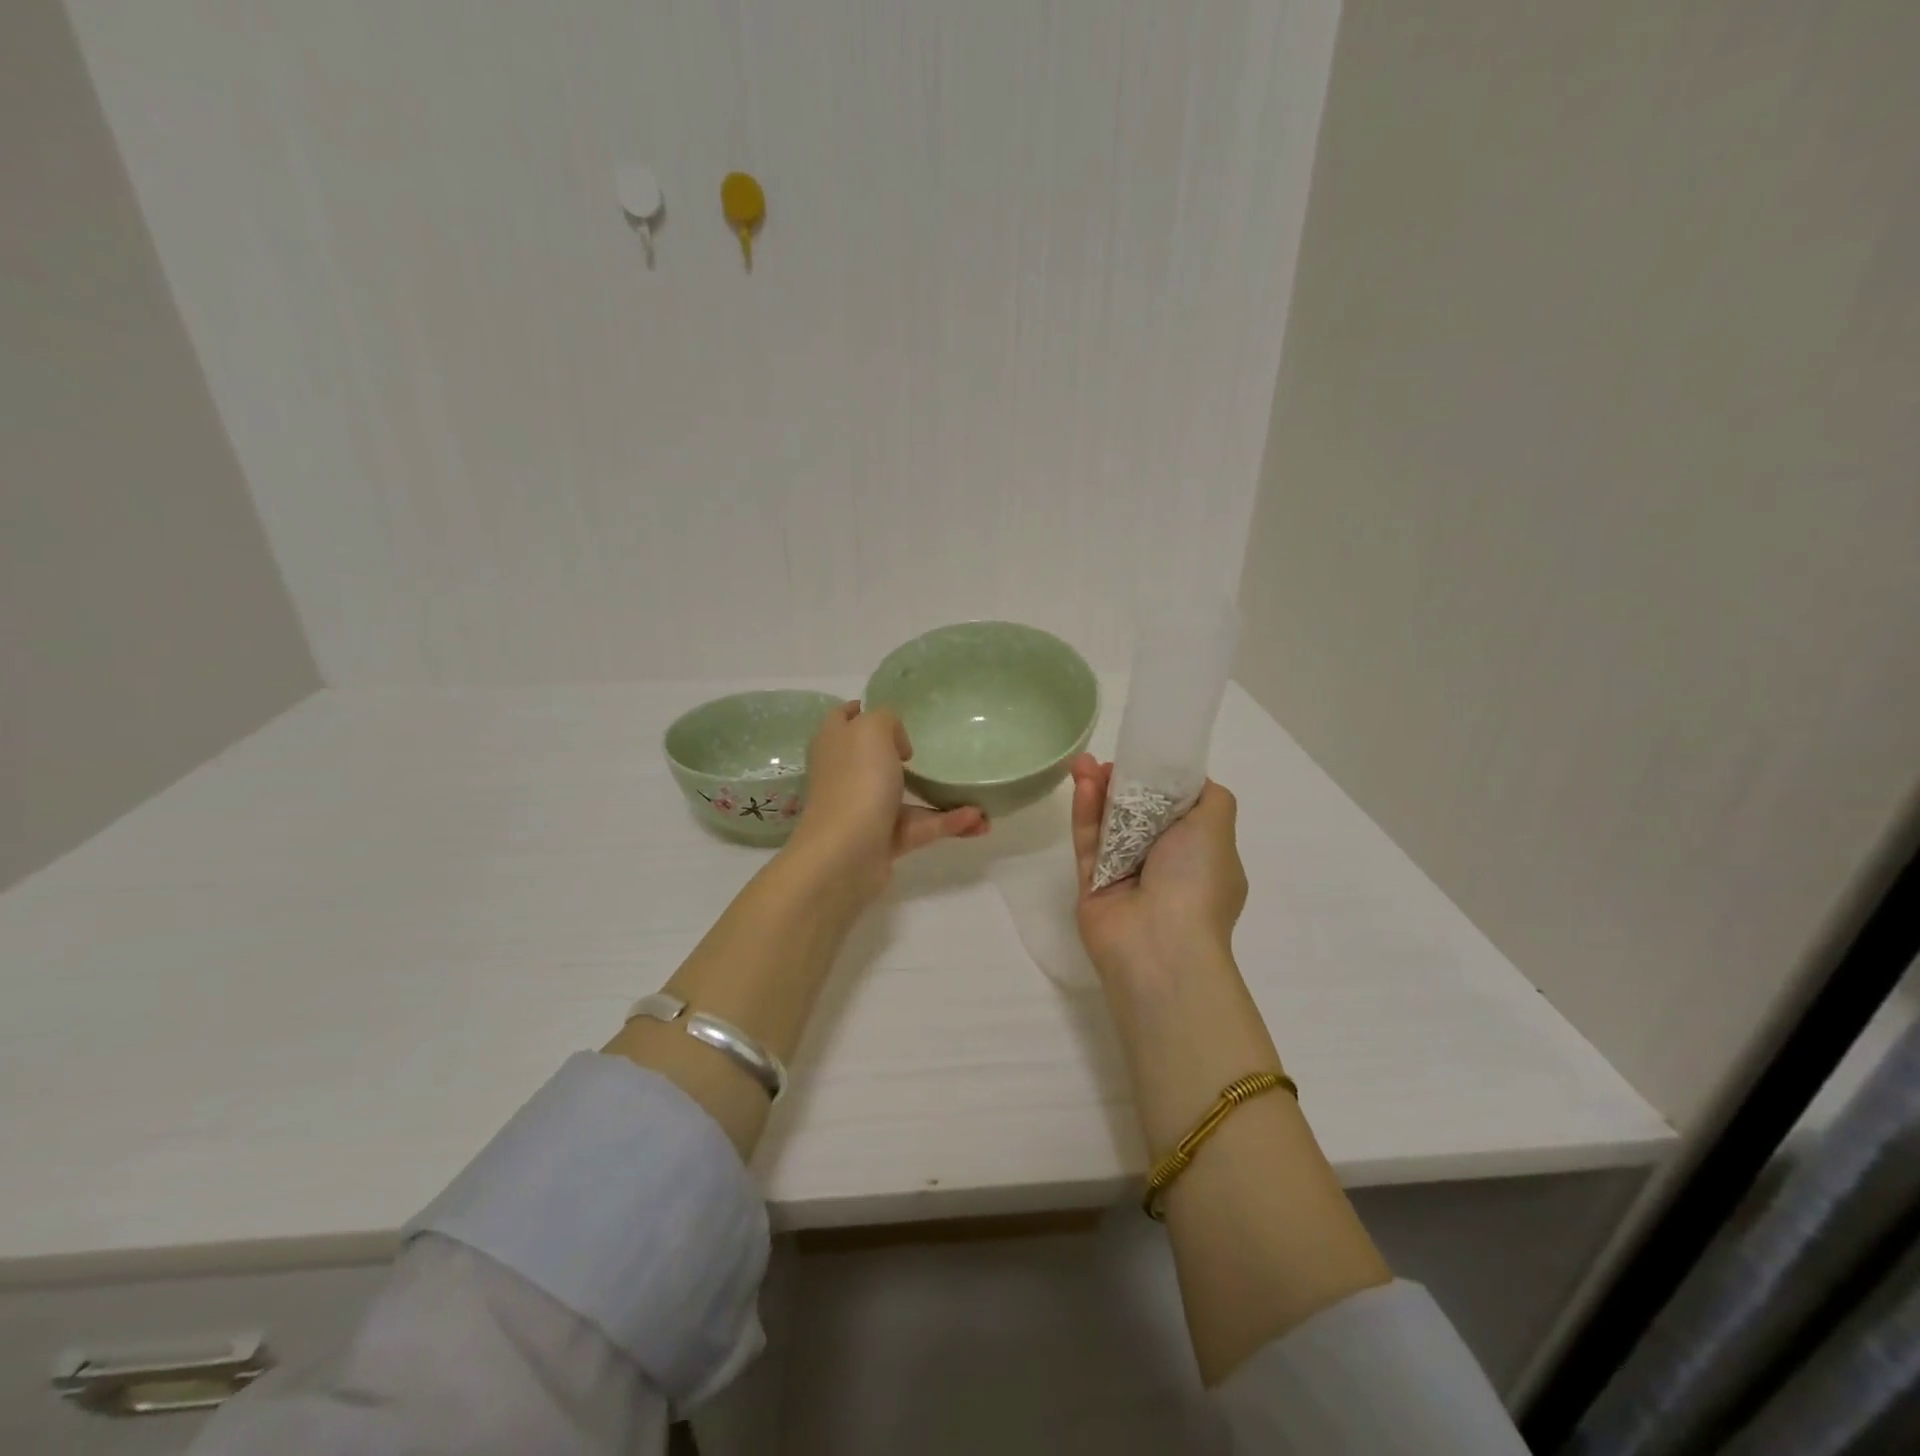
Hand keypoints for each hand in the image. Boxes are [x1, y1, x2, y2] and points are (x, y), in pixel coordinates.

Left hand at [787, 702, 986, 898]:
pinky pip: (921, 826)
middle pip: (873, 757)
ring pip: (905, 796)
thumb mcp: (872, 729)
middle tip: (932, 749)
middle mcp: (846, 774)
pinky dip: (948, 822)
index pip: (843, 718)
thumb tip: (897, 743)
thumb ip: (887, 720)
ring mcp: (864, 808)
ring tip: (978, 794)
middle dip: (904, 754)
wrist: (846, 853)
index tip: (896, 712)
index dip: (863, 710)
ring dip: (940, 795)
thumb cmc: (857, 780)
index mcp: (835, 743)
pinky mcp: (883, 840)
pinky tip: (978, 819)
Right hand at [1070, 755, 1246, 980]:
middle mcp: (1165, 866)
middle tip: (1107, 760)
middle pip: (1139, 814)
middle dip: (1123, 783)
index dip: (1160, 781)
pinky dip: (1085, 814)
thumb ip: (1210, 796)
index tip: (1145, 757)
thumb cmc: (1196, 882)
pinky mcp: (1093, 885)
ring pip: (1109, 825)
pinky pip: (1088, 843)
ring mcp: (1127, 876)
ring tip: (1083, 762)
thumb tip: (1190, 782)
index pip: (1179, 810)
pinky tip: (1081, 784)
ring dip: (1098, 792)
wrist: (1158, 947)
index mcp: (1201, 856)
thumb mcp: (1218, 828)